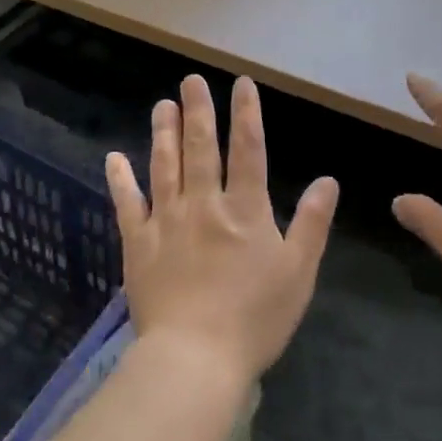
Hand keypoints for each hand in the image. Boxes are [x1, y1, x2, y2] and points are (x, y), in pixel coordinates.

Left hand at [105, 75, 337, 386]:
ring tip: (162, 105)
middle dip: (198, 110)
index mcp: (245, 210)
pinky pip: (127, 204)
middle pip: (201, 148)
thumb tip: (327, 180)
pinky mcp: (138, 243)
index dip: (247, 113)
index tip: (242, 83)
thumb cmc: (255, 318)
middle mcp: (204, 204)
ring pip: (164, 165)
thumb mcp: (298, 272)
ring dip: (164, 132)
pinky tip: (114, 157)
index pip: (248, 150)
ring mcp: (167, 221)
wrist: (195, 360)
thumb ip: (311, 223)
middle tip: (190, 80)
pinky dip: (120, 179)